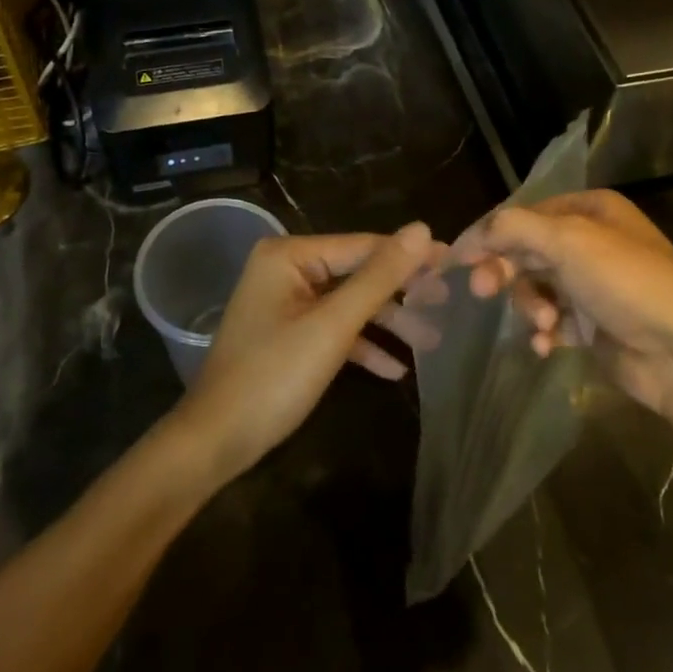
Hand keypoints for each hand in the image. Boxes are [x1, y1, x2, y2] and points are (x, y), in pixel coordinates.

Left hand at [173, 225, 441, 481]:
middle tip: (449, 304)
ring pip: (348, 303)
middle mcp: (285, 268)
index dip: (410, 256)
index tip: (456, 263)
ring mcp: (285, 302)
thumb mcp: (333, 326)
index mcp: (289, 255)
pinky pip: (333, 328)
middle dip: (401, 294)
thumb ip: (378, 278)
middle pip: (357, 273)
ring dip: (387, 323)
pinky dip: (361, 344)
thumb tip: (422, 229)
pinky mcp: (288, 332)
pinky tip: (395, 368)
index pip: (363, 245)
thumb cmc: (273, 378)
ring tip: (433, 340)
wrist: (216, 441)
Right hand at [452, 191, 672, 427]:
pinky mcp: (594, 324)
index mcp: (590, 209)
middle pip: (526, 251)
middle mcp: (591, 241)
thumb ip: (514, 228)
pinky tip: (548, 346)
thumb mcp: (570, 241)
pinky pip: (553, 321)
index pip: (524, 215)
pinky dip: (545, 332)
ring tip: (545, 325)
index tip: (459, 259)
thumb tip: (472, 234)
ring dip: (531, 306)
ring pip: (536, 287)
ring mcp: (593, 285)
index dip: (490, 235)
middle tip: (482, 291)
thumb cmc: (629, 284)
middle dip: (505, 272)